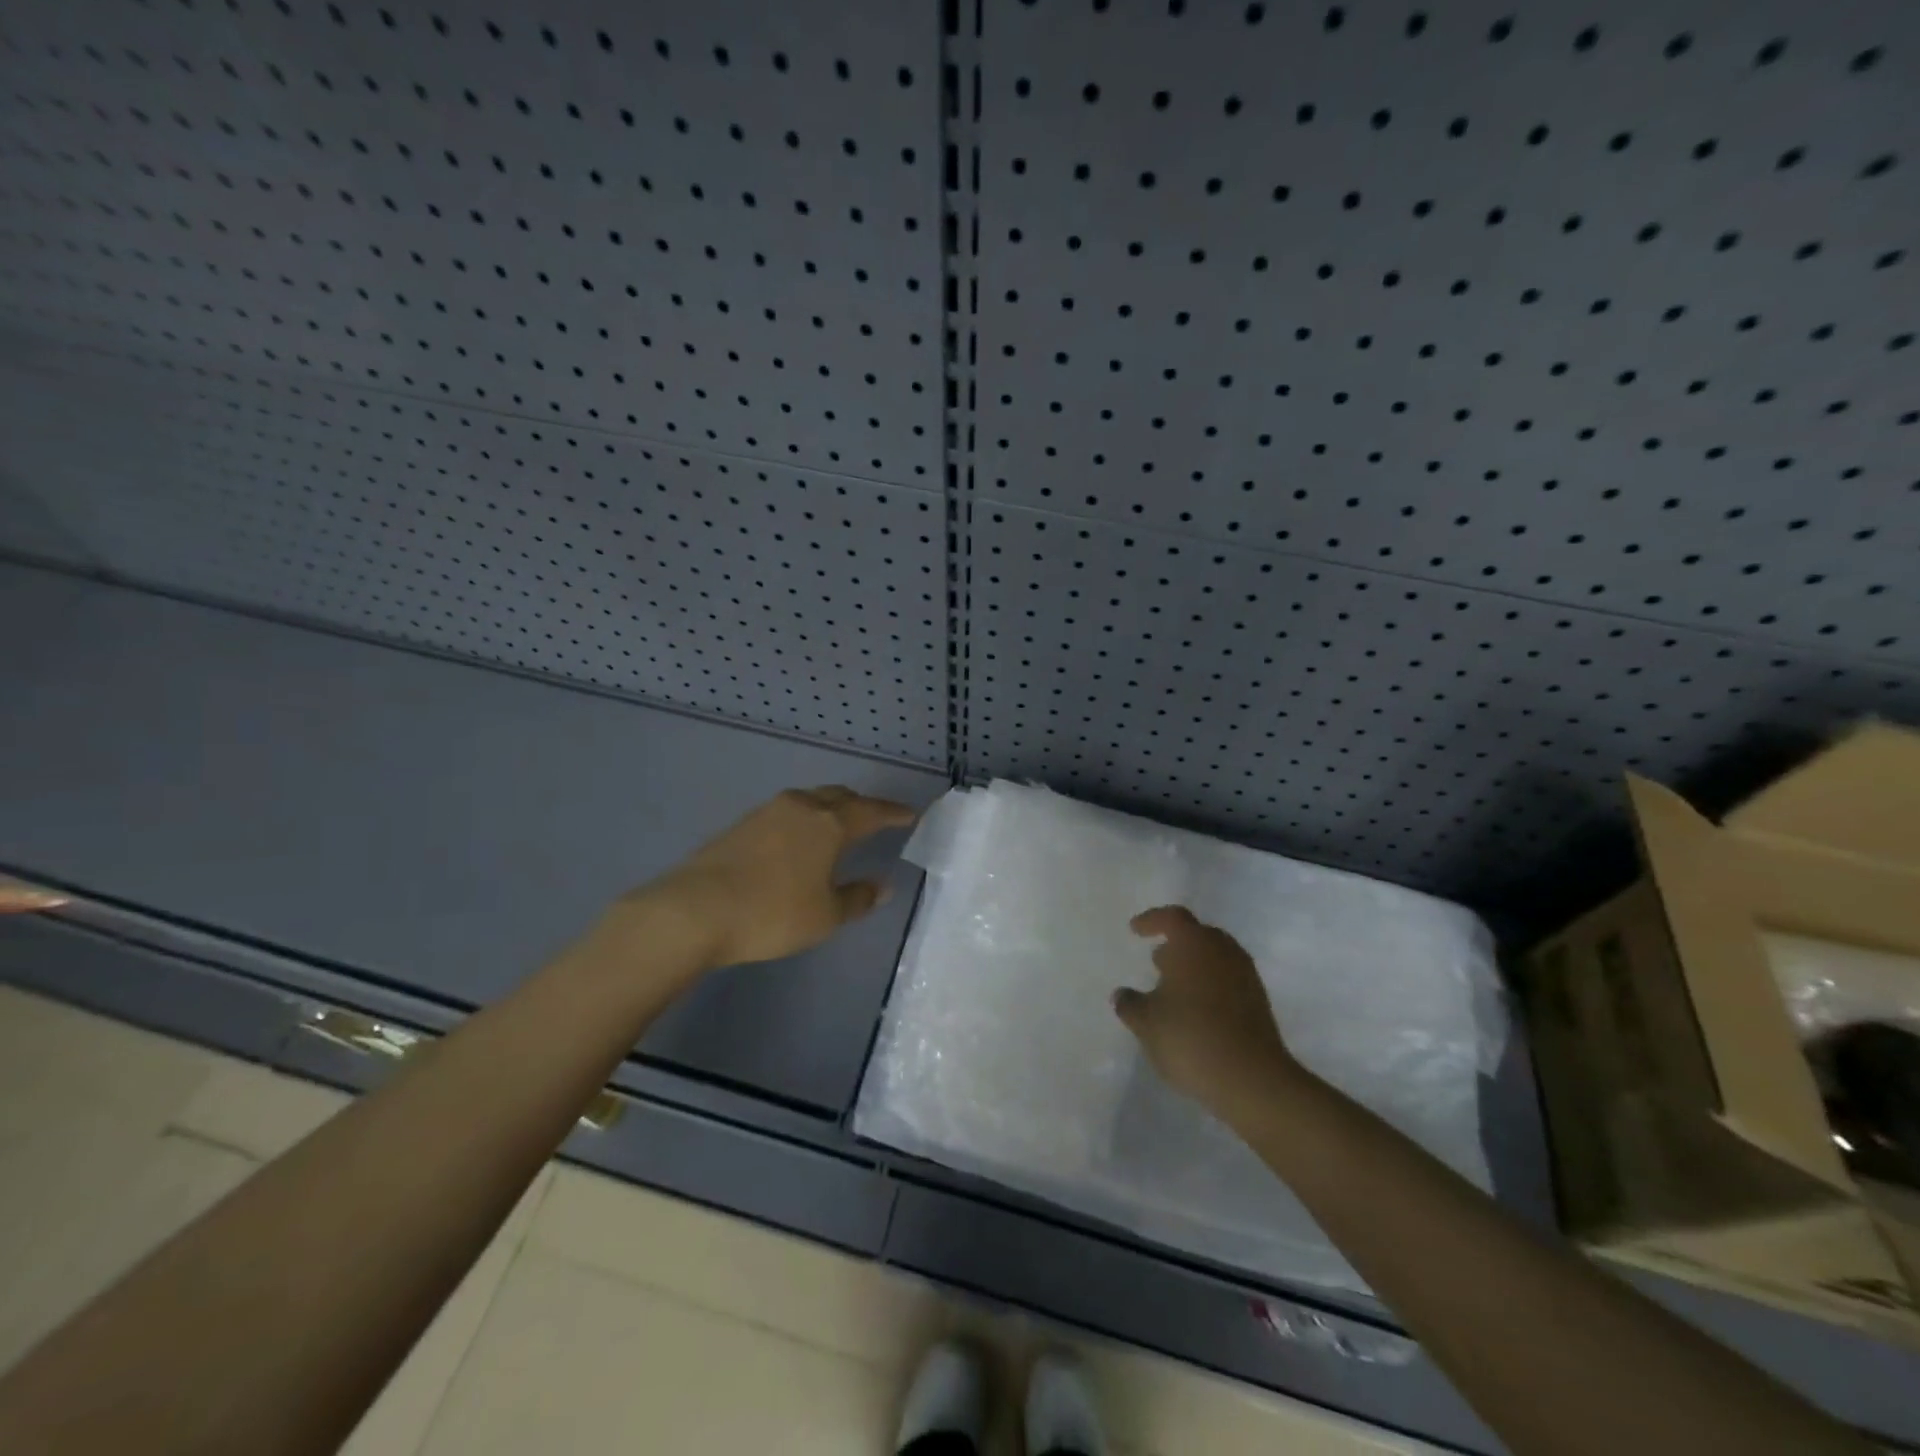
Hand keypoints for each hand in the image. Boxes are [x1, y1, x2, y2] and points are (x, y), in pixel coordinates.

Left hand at [633, 786, 917, 970]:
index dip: (892, 813)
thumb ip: (857, 898)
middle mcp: (800, 807)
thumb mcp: (824, 916)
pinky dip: (802, 821)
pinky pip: (785, 813)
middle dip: (860, 805)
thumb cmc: (772, 913)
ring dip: (828, 809)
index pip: (871, 811)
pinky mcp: (740, 825)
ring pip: (809, 800)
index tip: (909, 814)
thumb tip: (882, 886)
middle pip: (838, 796)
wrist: (694, 910)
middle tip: (874, 818)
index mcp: (829, 823)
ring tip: (836, 827)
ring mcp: (766, 812)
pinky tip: (797, 841)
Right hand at [1114, 906, 1303, 1121]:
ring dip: (1194, 967)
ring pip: (1216, 959)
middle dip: (1177, 945)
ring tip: (1173, 989)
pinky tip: (1195, 1011)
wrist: (1252, 1079)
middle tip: (1157, 961)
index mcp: (1194, 944)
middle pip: (1198, 935)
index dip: (1152, 921)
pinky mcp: (1259, 1003)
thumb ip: (1130, 1004)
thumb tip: (1122, 994)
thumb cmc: (1190, 1037)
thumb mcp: (1146, 1022)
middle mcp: (1223, 951)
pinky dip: (1210, 986)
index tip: (1136, 931)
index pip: (1172, 918)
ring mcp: (1245, 977)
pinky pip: (1228, 981)